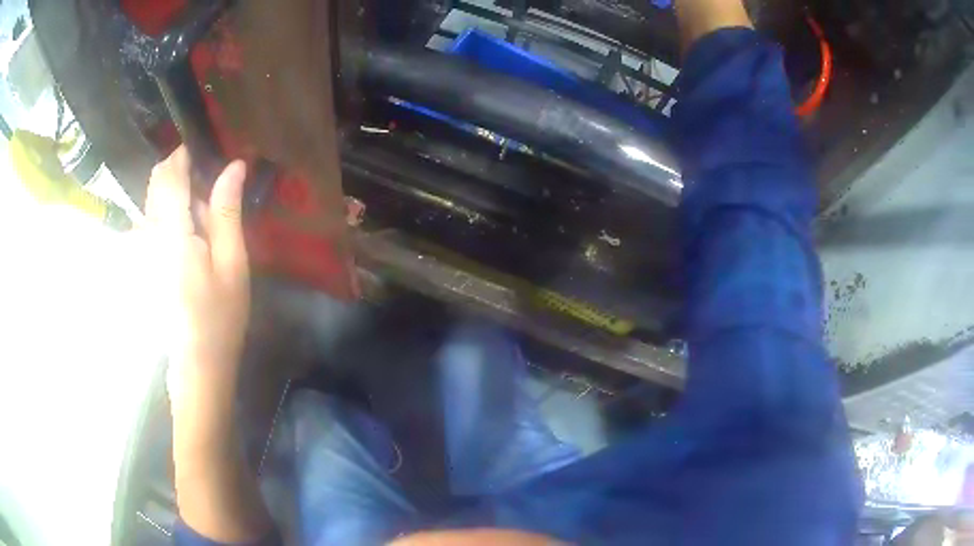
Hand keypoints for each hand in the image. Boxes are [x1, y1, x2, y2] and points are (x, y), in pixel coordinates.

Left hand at [145, 146, 248, 444]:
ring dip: (176, 198)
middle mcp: (149, 234)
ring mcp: (142, 249)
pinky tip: (188, 243)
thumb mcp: (232, 263)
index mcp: (172, 231)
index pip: (170, 174)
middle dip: (181, 176)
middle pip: (157, 183)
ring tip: (202, 227)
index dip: (185, 155)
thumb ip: (226, 211)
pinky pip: (151, 222)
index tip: (205, 153)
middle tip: (210, 198)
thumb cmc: (219, 316)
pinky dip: (169, 218)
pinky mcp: (142, 262)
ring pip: (153, 202)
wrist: (196, 363)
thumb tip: (234, 165)